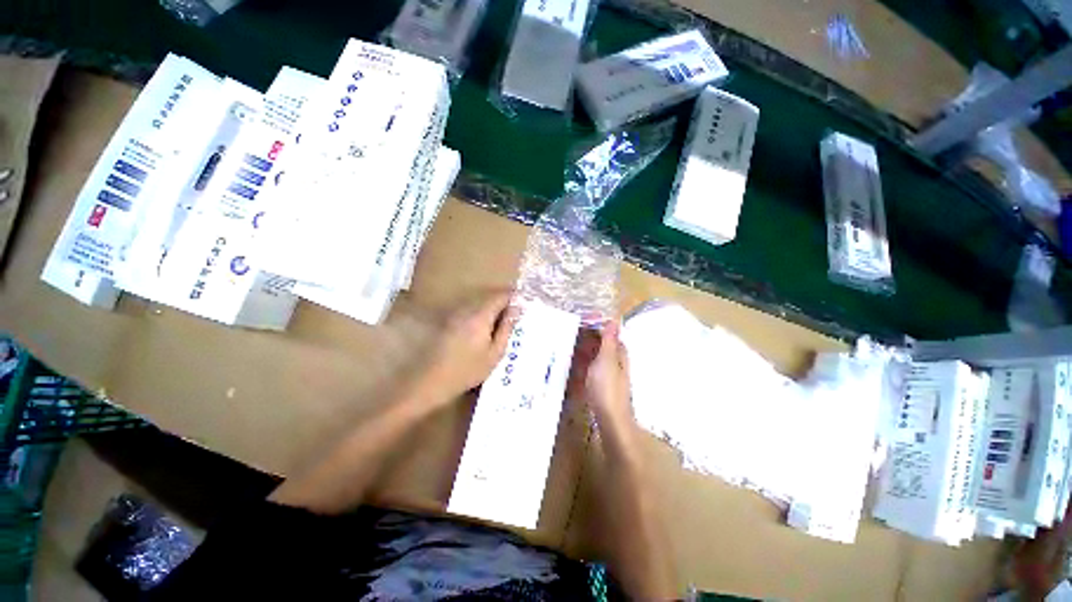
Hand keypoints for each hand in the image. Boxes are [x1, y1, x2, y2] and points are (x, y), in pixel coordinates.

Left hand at [411, 291, 519, 407]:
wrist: (433, 380)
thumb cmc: (469, 370)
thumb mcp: (495, 352)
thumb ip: (507, 327)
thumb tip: (517, 308)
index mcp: (480, 315)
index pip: (500, 295)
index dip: (514, 295)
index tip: (524, 301)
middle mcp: (468, 309)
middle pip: (490, 297)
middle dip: (505, 301)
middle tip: (517, 314)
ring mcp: (457, 314)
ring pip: (481, 303)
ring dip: (494, 308)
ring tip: (505, 322)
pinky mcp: (451, 321)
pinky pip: (472, 310)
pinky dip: (484, 314)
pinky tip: (488, 329)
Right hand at [568, 321, 634, 434]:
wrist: (610, 419)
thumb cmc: (607, 387)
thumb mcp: (607, 359)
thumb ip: (609, 340)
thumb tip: (615, 319)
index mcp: (618, 351)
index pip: (606, 331)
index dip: (594, 324)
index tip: (577, 320)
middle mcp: (614, 360)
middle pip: (598, 343)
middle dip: (584, 336)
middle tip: (565, 332)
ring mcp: (606, 372)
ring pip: (592, 355)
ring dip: (580, 349)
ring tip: (563, 345)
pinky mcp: (599, 383)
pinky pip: (588, 367)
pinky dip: (580, 363)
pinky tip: (569, 364)